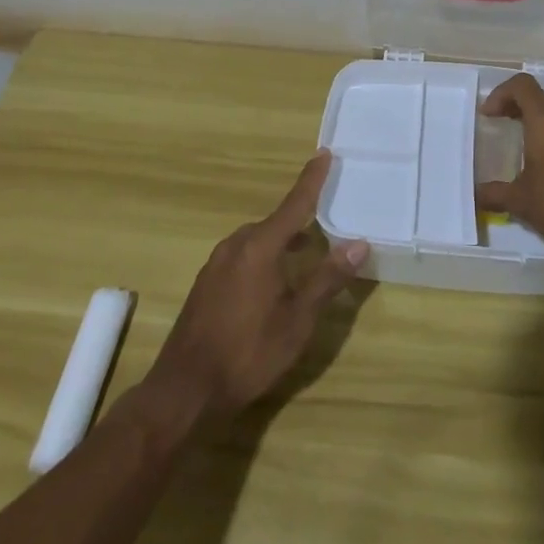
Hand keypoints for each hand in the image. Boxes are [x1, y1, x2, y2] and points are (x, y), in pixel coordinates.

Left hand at [144, 151, 368, 420]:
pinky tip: (271, 282)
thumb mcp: (297, 320)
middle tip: (325, 217)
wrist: (184, 391)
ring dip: (281, 241)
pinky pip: (242, 256)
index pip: (294, 204)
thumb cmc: (248, 353)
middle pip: (275, 222)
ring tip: (304, 252)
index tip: (324, 153)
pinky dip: (263, 256)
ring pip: (257, 240)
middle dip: (300, 219)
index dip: (312, 179)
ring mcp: (216, 264)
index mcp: (260, 247)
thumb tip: (359, 244)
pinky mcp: (206, 284)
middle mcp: (236, 245)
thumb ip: (327, 279)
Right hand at [476, 73, 543, 254]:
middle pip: (538, 95)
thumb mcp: (520, 201)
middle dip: (515, 105)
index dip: (500, 94)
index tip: (488, 115)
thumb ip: (494, 194)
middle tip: (499, 123)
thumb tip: (475, 195)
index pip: (521, 85)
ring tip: (519, 141)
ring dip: (535, 118)